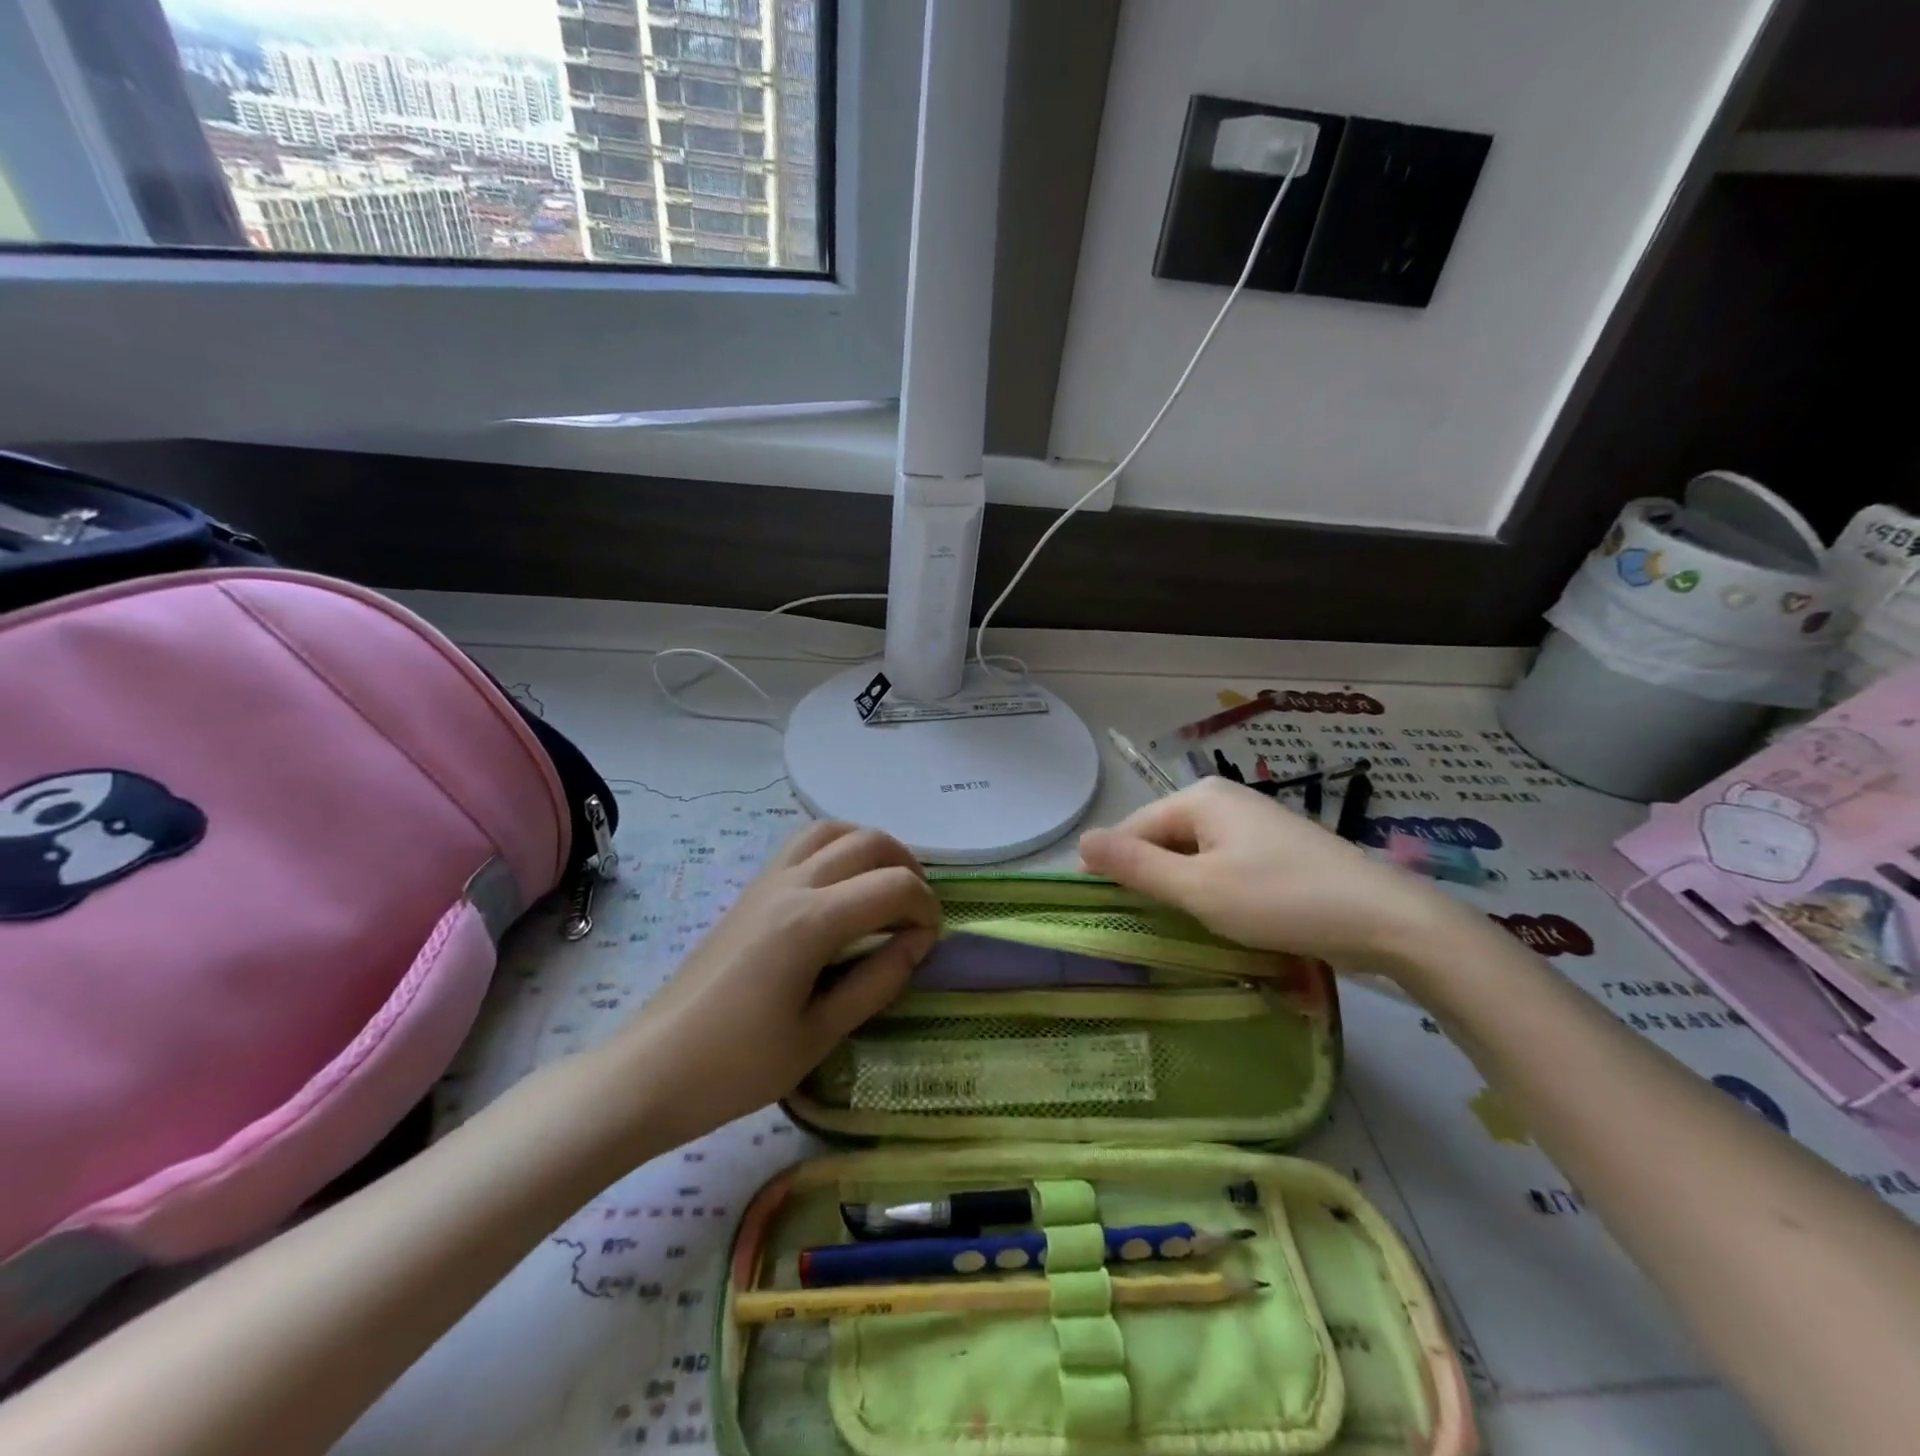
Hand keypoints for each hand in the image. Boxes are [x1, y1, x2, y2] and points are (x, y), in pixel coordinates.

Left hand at [607, 822, 939, 1146]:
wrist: (651, 1070)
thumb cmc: (737, 1066)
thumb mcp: (819, 1035)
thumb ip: (876, 982)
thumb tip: (918, 945)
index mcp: (812, 921)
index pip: (893, 886)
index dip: (926, 908)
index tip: (929, 945)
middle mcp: (791, 885)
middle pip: (868, 842)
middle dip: (908, 867)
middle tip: (918, 912)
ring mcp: (766, 882)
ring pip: (832, 830)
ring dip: (870, 848)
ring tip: (886, 887)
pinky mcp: (750, 891)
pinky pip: (802, 845)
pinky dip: (837, 848)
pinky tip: (842, 889)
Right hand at [1079, 778, 1467, 975]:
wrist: (1383, 918)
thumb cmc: (1280, 899)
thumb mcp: (1198, 889)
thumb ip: (1137, 866)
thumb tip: (1081, 840)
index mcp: (1200, 798)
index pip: (1134, 827)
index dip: (1111, 864)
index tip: (1097, 906)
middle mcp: (1224, 799)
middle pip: (1164, 837)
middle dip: (1149, 876)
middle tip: (1138, 922)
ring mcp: (1253, 822)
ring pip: (1194, 852)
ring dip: (1180, 885)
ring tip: (1173, 923)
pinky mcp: (1275, 847)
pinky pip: (1223, 862)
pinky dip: (1210, 887)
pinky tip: (1216, 915)